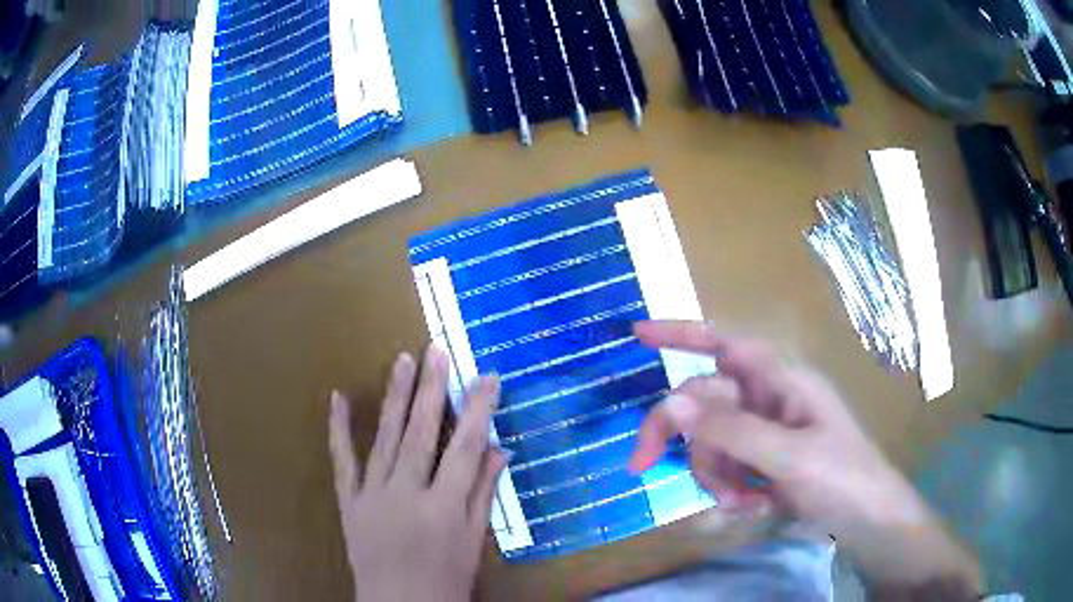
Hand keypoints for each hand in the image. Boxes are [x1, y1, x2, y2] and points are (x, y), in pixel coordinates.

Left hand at [329, 345, 506, 601]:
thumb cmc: (446, 579)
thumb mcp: (474, 541)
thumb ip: (484, 493)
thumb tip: (499, 449)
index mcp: (444, 508)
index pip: (465, 449)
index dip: (479, 410)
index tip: (488, 377)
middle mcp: (406, 495)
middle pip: (422, 434)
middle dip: (433, 390)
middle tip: (438, 351)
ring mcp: (372, 496)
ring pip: (385, 438)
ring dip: (395, 397)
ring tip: (403, 361)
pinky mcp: (348, 501)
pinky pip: (342, 461)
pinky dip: (338, 428)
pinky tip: (337, 398)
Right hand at [629, 321, 981, 594]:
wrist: (868, 523)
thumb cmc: (843, 479)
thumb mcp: (788, 458)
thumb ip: (731, 430)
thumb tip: (672, 400)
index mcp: (783, 381)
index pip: (725, 344)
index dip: (681, 334)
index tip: (637, 334)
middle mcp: (770, 399)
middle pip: (704, 403)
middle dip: (682, 437)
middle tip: (640, 467)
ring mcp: (767, 433)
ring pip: (711, 441)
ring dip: (713, 473)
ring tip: (738, 501)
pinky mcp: (764, 462)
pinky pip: (726, 466)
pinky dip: (728, 488)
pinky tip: (749, 506)